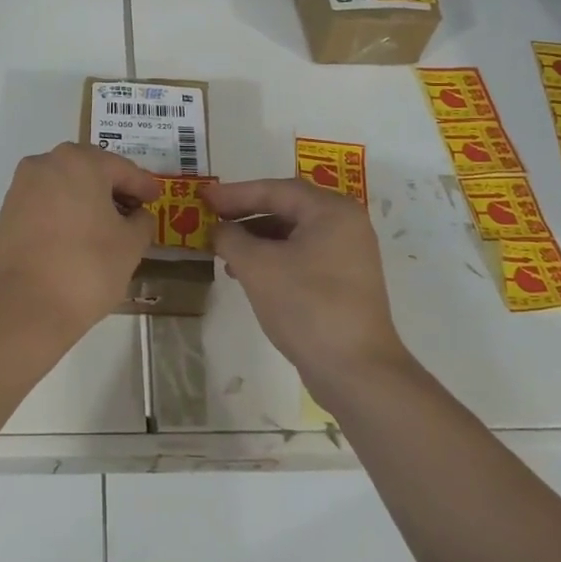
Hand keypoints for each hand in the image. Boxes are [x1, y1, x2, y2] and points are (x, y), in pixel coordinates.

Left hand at [0, 143, 161, 342]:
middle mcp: (47, 163)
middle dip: (113, 187)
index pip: (122, 169)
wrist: (22, 306)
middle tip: (133, 209)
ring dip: (87, 198)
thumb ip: (141, 222)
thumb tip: (137, 216)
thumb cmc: (86, 268)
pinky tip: (78, 235)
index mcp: (80, 162)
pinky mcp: (8, 211)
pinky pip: (46, 202)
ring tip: (106, 225)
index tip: (157, 199)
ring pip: (65, 184)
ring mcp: (22, 186)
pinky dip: (65, 211)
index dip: (144, 185)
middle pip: (90, 169)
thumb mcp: (130, 246)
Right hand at [205, 179, 413, 387]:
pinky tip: (247, 274)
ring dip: (256, 239)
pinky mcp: (344, 282)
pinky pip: (301, 256)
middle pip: (286, 208)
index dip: (235, 193)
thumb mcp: (257, 266)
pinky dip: (273, 258)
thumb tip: (218, 229)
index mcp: (331, 211)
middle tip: (211, 219)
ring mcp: (348, 255)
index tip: (204, 198)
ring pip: (293, 234)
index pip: (276, 190)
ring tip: (223, 252)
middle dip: (245, 214)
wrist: (356, 372)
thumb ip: (231, 238)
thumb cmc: (306, 306)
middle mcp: (345, 225)